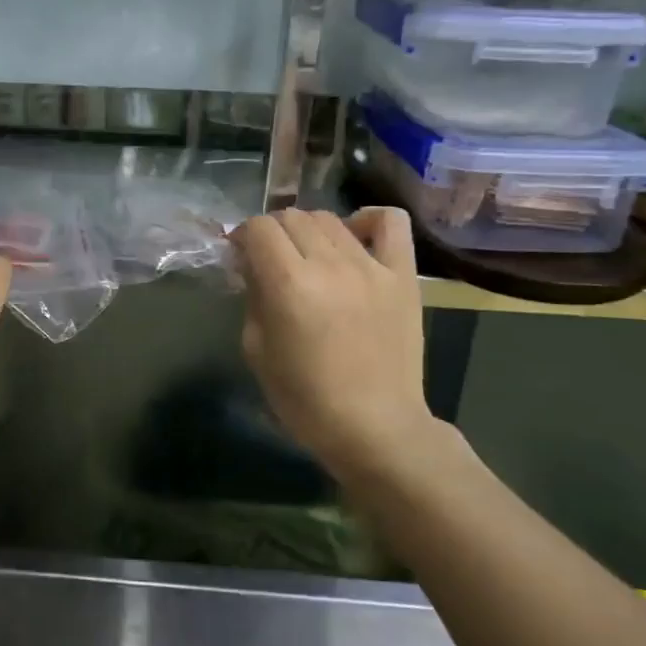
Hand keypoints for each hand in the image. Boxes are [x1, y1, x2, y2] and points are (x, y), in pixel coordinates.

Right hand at [231, 208, 441, 487]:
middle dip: (272, 232)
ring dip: (309, 230)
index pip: (259, 228)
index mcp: (288, 284)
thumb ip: (252, 298)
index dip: (244, 236)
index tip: (242, 256)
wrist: (376, 428)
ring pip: (329, 218)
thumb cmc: (306, 399)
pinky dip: (367, 220)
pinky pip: (390, 223)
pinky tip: (355, 238)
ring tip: (309, 256)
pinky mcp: (403, 276)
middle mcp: (329, 264)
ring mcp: (371, 267)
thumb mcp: (256, 350)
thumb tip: (253, 267)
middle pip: (292, 217)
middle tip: (271, 260)